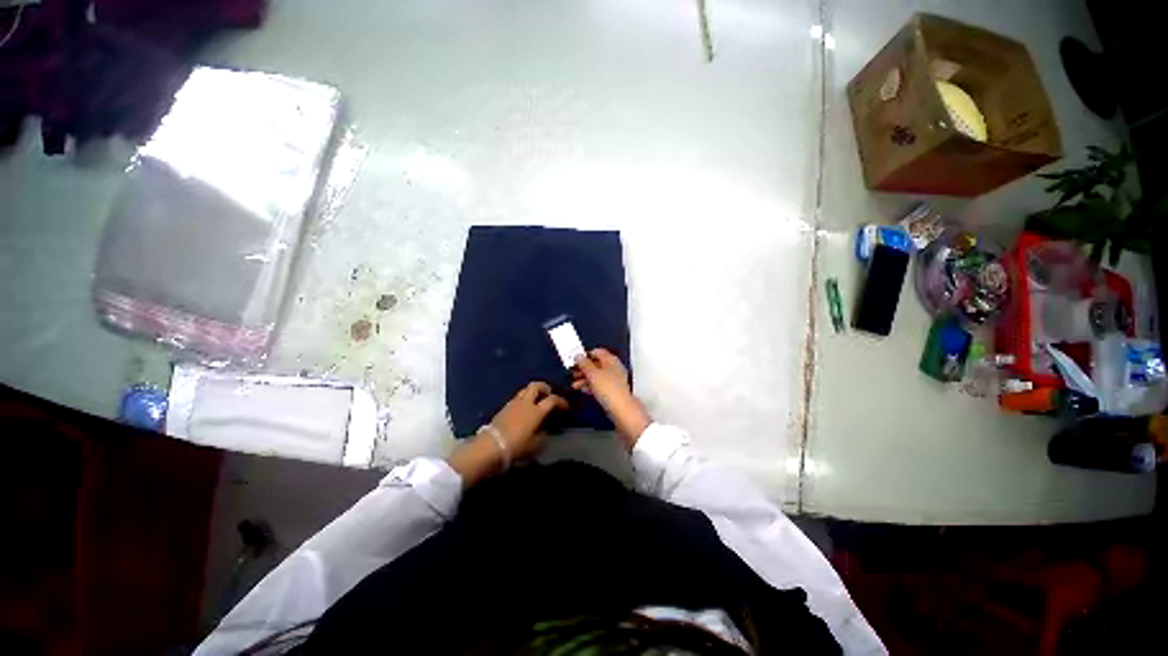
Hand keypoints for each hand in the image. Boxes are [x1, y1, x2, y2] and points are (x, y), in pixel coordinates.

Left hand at [448, 382, 566, 486]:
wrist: (490, 447)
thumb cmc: (517, 447)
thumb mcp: (536, 445)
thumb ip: (543, 434)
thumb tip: (544, 428)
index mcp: (536, 411)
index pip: (552, 400)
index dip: (561, 402)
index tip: (565, 407)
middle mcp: (526, 403)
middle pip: (536, 386)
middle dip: (544, 388)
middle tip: (548, 395)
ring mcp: (513, 404)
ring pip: (525, 390)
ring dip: (532, 393)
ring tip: (536, 402)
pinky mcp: (503, 408)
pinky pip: (517, 398)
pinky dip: (524, 400)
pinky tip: (524, 410)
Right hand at [572, 349, 650, 448]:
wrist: (621, 411)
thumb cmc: (609, 390)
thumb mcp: (592, 374)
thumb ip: (584, 363)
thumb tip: (578, 356)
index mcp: (611, 360)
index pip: (597, 352)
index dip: (585, 355)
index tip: (575, 360)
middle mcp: (613, 368)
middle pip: (596, 364)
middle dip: (583, 368)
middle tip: (572, 372)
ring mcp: (613, 380)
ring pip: (596, 375)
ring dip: (585, 378)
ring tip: (574, 384)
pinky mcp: (612, 391)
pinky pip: (599, 385)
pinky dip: (590, 386)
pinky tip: (583, 390)